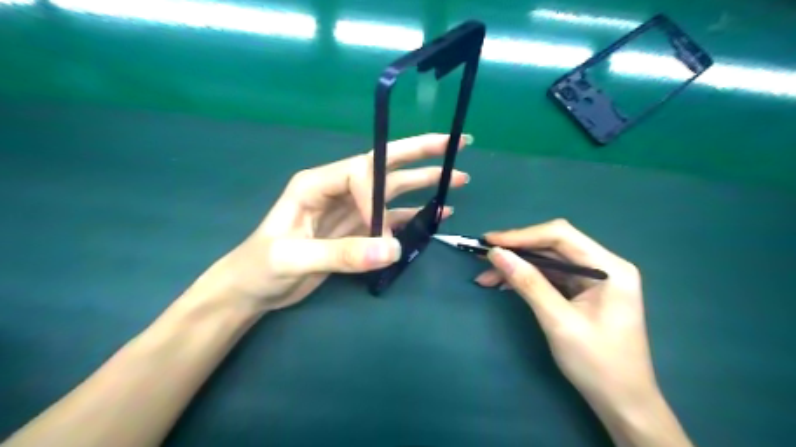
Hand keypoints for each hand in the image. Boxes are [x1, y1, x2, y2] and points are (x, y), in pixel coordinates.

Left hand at [190, 132, 470, 314]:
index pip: (360, 172)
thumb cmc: (261, 267)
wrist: (252, 289)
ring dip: (425, 184)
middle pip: (385, 165)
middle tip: (456, 144)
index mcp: (317, 183)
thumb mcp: (293, 258)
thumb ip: (342, 253)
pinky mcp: (358, 231)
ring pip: (393, 191)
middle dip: (421, 153)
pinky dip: (415, 216)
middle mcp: (338, 189)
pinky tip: (437, 214)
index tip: (381, 230)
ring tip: (457, 178)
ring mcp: (351, 210)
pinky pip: (392, 219)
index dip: (377, 194)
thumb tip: (393, 250)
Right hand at [478, 221, 691, 446]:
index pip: (561, 235)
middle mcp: (603, 265)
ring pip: (547, 261)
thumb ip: (528, 283)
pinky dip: (525, 279)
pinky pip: (549, 276)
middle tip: (483, 257)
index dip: (522, 235)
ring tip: (486, 276)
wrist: (622, 403)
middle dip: (516, 251)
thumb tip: (496, 254)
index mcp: (609, 268)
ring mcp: (593, 279)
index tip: (490, 242)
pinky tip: (503, 284)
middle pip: (552, 246)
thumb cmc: (597, 364)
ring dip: (517, 266)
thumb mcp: (558, 321)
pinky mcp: (582, 291)